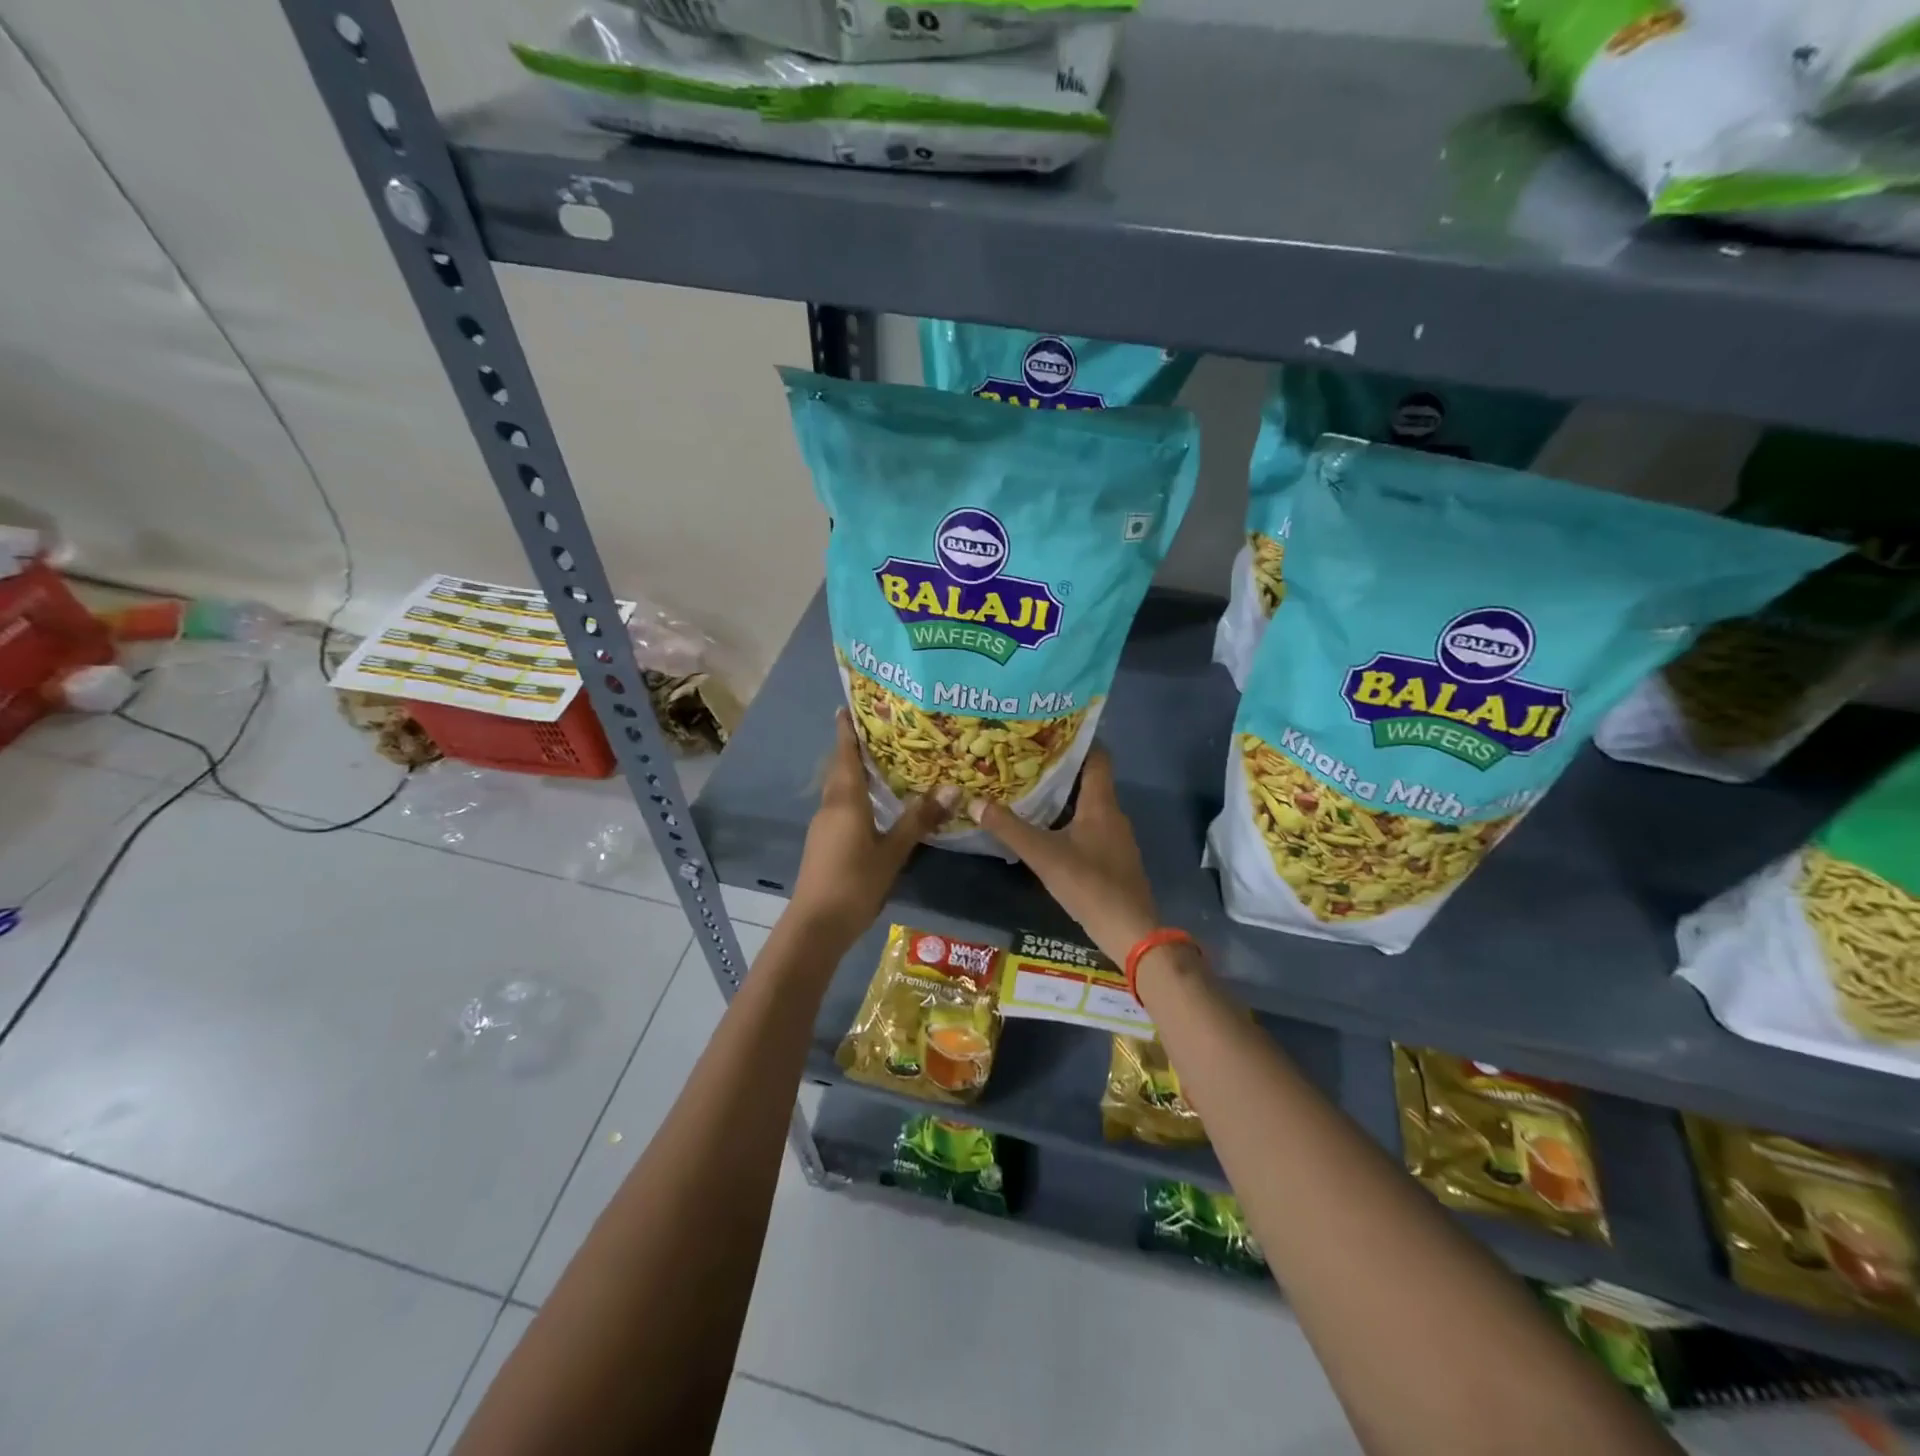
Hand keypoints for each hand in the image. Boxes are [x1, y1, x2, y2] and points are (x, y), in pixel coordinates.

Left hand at [789, 710, 953, 951]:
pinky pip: (840, 807)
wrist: (816, 925)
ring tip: (880, 762)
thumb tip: (953, 788)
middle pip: (840, 769)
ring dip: (854, 773)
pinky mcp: (823, 843)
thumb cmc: (855, 883)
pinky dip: (854, 795)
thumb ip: (919, 819)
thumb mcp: (893, 851)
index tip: (846, 708)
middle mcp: (830, 806)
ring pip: (839, 789)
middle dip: (853, 748)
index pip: (845, 755)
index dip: (846, 731)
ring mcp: (823, 826)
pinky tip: (873, 805)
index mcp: (845, 801)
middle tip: (878, 731)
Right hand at [968, 746, 1157, 964]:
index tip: (1047, 730)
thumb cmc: (1090, 884)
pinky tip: (1046, 829)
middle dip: (1059, 769)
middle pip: (1089, 780)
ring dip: (1062, 796)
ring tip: (1028, 789)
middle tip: (1025, 760)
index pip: (1097, 756)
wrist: (1130, 931)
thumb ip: (1009, 829)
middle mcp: (1113, 814)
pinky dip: (1068, 821)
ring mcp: (1115, 838)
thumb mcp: (1044, 855)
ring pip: (1088, 805)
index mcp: (1101, 803)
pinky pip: (1089, 827)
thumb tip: (975, 803)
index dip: (1076, 740)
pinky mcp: (1113, 858)